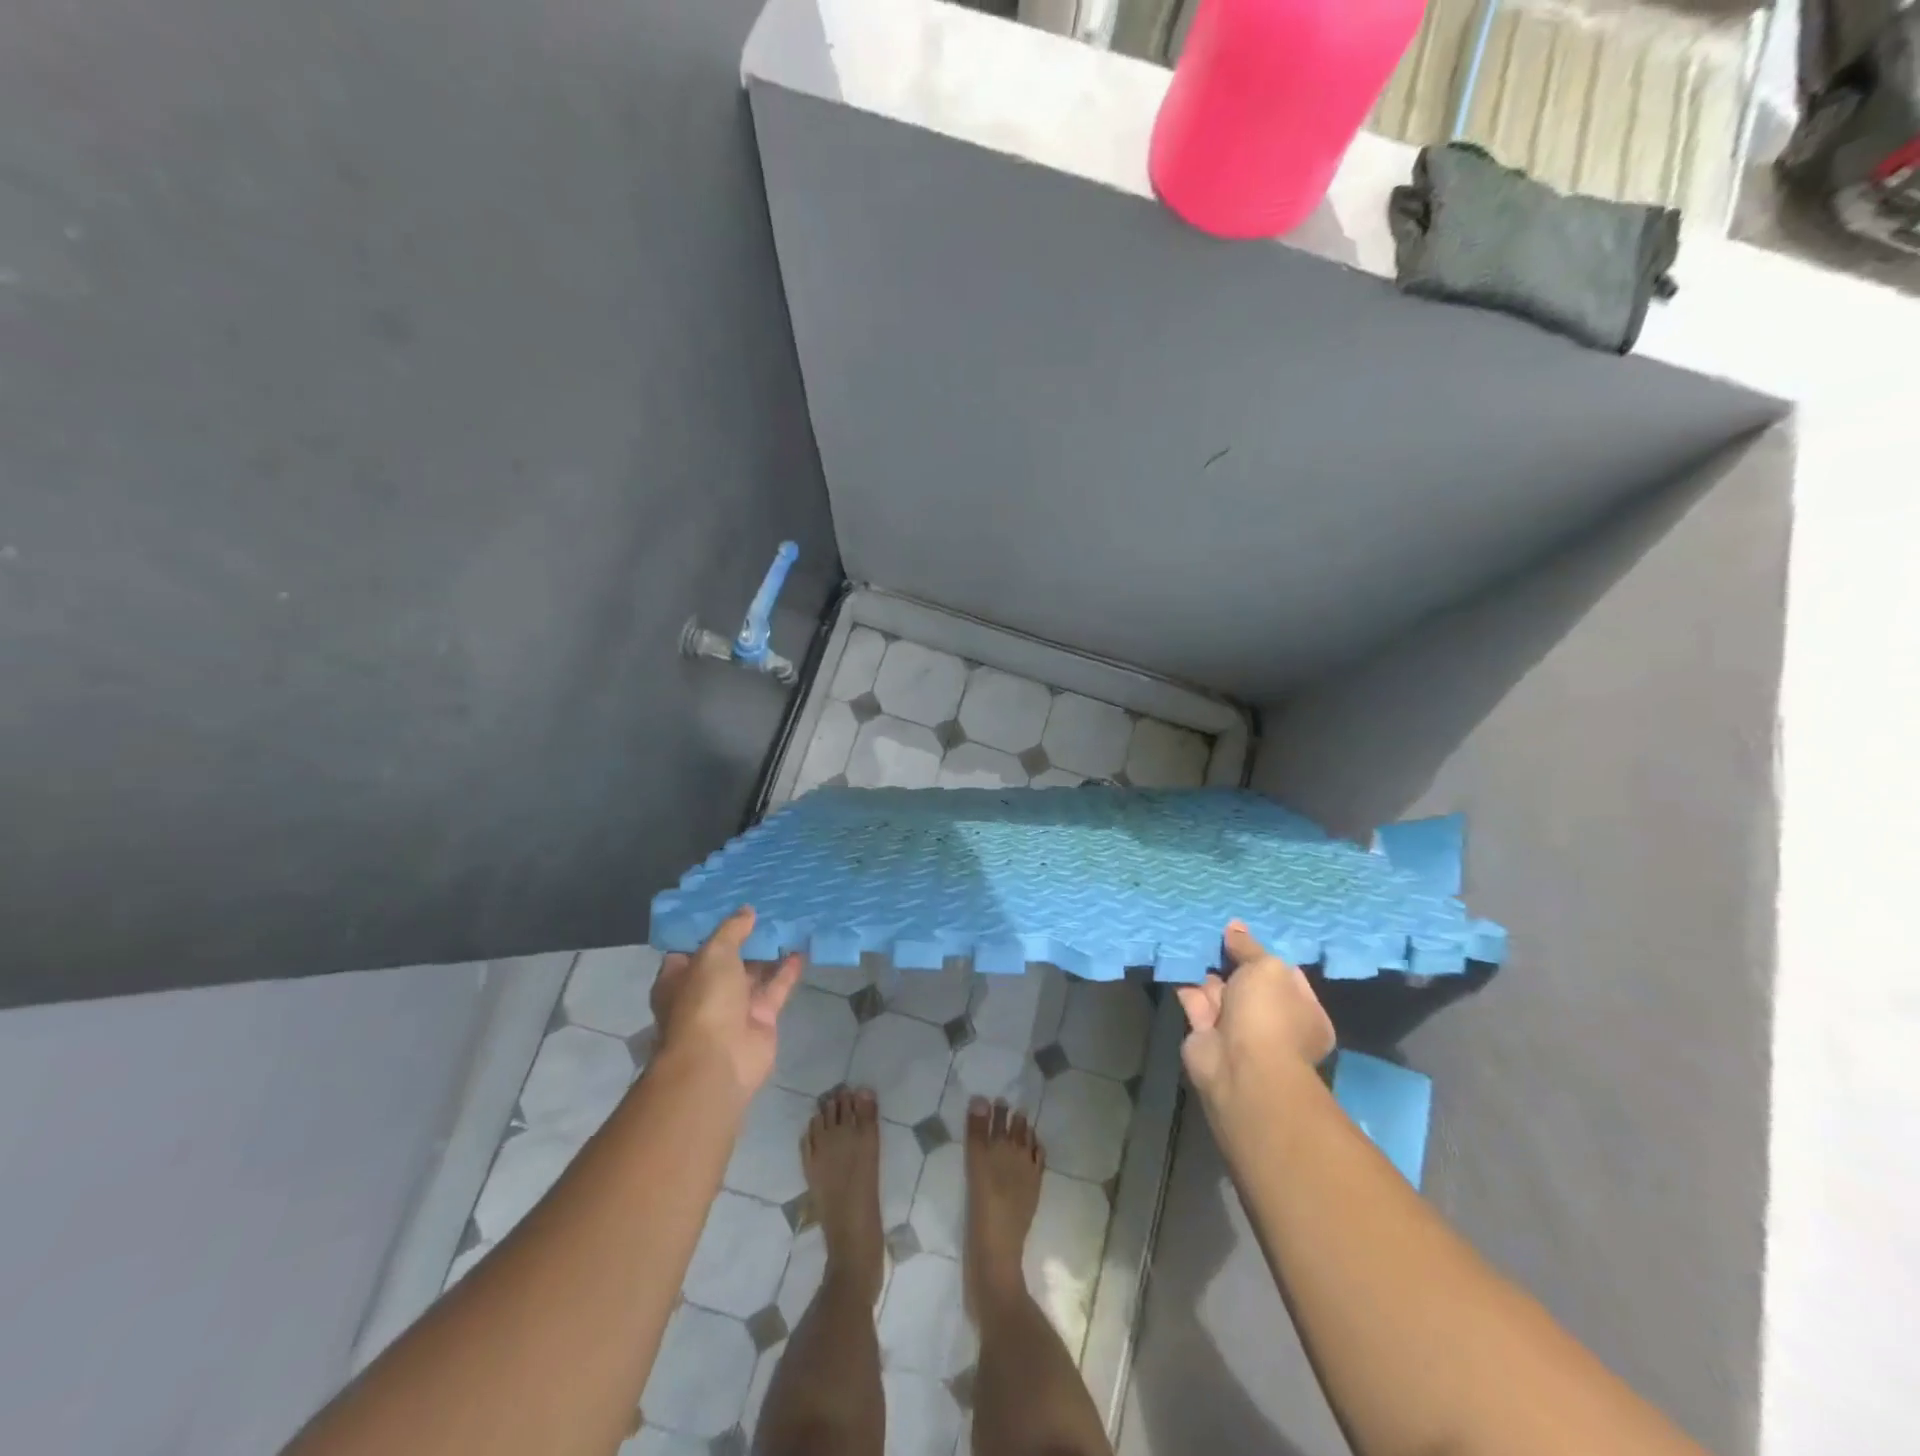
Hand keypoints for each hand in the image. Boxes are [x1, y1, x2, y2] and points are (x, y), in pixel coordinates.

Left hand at [651, 907, 802, 1097]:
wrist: (719, 1060)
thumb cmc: (704, 1001)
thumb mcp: (714, 954)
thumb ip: (731, 930)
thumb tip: (747, 911)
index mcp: (679, 978)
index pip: (692, 947)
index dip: (710, 927)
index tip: (730, 904)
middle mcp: (705, 992)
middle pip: (727, 959)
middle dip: (745, 937)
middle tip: (767, 908)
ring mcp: (734, 1007)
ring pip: (754, 973)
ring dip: (770, 952)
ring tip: (788, 922)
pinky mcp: (761, 1018)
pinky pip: (776, 988)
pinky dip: (788, 970)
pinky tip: (802, 947)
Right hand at [1177, 921, 1335, 1110]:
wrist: (1240, 1067)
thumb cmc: (1269, 1014)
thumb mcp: (1266, 968)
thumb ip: (1249, 947)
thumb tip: (1235, 927)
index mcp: (1304, 1012)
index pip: (1286, 976)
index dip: (1264, 954)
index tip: (1242, 935)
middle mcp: (1273, 1023)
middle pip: (1250, 984)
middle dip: (1231, 962)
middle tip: (1212, 933)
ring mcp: (1239, 1032)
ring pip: (1221, 992)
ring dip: (1206, 971)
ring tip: (1190, 940)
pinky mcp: (1207, 1036)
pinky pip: (1196, 1002)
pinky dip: (1186, 984)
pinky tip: (1178, 959)